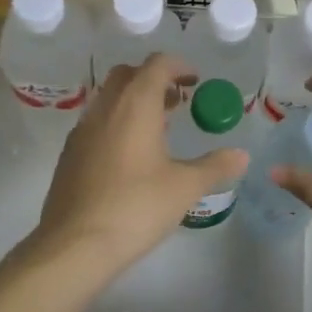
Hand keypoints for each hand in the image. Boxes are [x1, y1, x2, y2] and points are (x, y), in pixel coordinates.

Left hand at [32, 53, 249, 274]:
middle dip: (153, 79)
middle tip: (177, 102)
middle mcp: (105, 109)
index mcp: (134, 106)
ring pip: (109, 99)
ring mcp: (81, 131)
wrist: (74, 245)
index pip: (156, 65)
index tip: (196, 81)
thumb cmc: (136, 207)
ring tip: (158, 129)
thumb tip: (242, 155)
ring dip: (133, 102)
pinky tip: (131, 157)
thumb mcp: (185, 187)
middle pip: (127, 75)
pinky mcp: (69, 155)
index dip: (179, 66)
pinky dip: (116, 123)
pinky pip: (96, 123)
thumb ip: (215, 166)